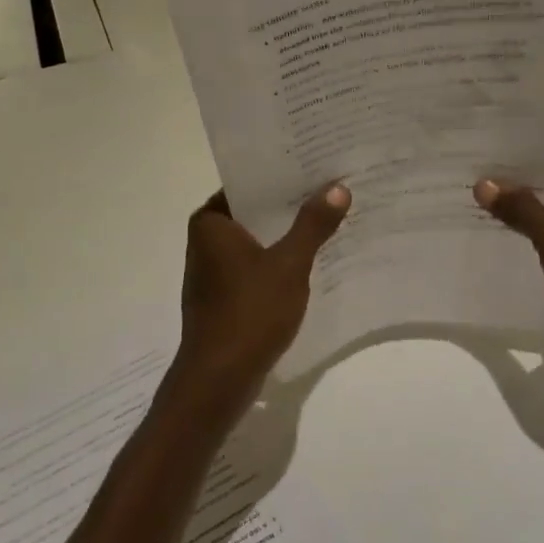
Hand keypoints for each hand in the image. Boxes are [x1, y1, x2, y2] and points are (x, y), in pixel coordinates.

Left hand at [167, 186, 351, 424]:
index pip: (247, 183)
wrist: (220, 379)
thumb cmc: (250, 312)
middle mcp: (205, 240)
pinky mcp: (223, 295)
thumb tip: (338, 187)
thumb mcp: (289, 264)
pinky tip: (311, 258)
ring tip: (329, 216)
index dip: (281, 173)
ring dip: (286, 233)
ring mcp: (213, 269)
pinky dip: (278, 259)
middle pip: (253, 210)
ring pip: (256, 239)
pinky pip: (255, 265)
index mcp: (210, 222)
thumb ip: (313, 225)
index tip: (315, 163)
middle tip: (331, 186)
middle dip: (290, 203)